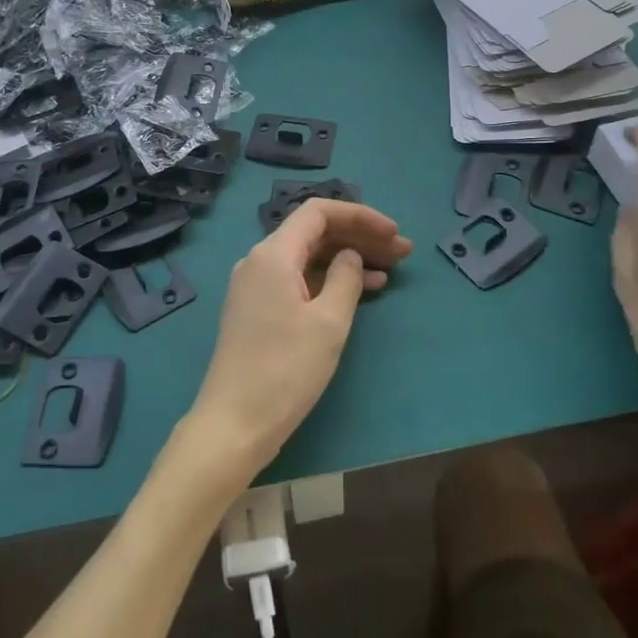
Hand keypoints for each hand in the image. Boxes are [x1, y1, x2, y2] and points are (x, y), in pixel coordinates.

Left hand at [187, 199, 412, 478]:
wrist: (234, 424)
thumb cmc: (285, 370)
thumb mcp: (328, 322)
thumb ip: (346, 278)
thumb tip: (350, 257)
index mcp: (273, 254)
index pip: (319, 213)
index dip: (360, 216)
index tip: (393, 233)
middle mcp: (260, 260)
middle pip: (316, 234)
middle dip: (360, 238)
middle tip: (403, 253)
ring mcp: (257, 286)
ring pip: (310, 257)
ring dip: (349, 259)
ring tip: (392, 270)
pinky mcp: (259, 309)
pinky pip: (300, 280)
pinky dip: (331, 281)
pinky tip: (364, 291)